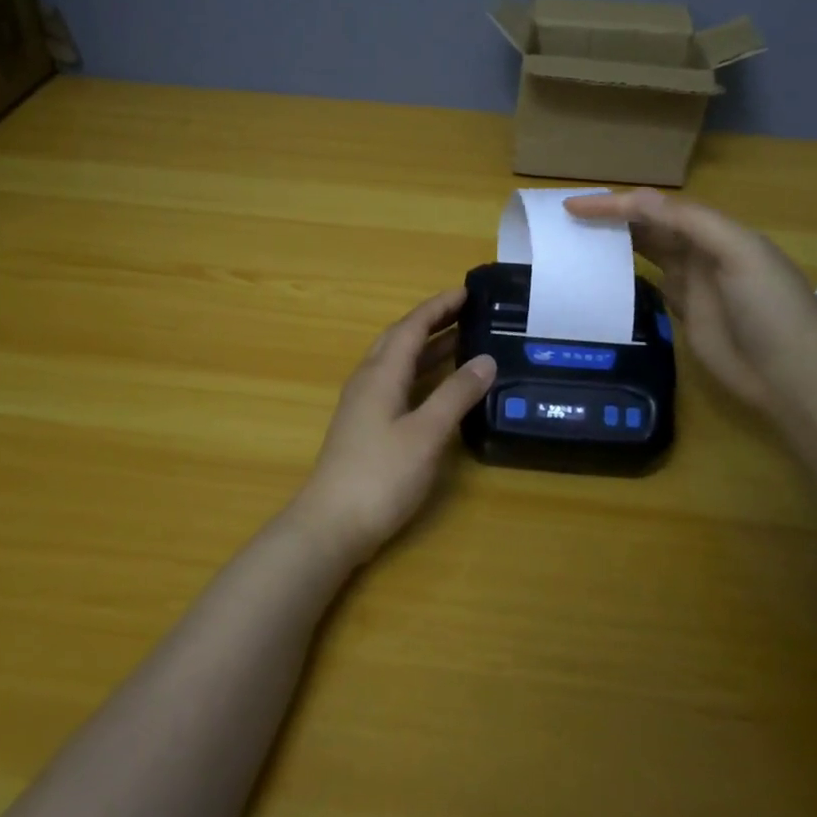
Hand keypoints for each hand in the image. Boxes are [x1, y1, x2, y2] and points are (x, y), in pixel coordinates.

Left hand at [289, 289, 496, 564]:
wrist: (331, 525)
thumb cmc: (380, 475)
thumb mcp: (426, 434)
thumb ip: (456, 394)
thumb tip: (486, 359)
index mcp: (381, 374)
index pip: (411, 327)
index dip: (438, 307)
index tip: (466, 291)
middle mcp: (368, 380)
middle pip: (400, 339)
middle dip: (432, 321)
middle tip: (467, 311)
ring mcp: (363, 404)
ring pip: (397, 362)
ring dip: (427, 347)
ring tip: (461, 340)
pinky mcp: (365, 426)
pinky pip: (396, 383)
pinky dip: (420, 373)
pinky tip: (437, 386)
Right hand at [565, 189, 816, 411]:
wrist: (793, 375)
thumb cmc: (770, 308)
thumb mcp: (739, 254)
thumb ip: (690, 223)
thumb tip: (637, 199)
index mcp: (716, 231)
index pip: (657, 208)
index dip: (616, 204)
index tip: (574, 208)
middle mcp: (701, 252)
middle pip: (649, 227)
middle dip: (612, 219)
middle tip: (568, 222)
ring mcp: (692, 285)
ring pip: (647, 254)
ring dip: (616, 244)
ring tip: (576, 242)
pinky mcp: (684, 315)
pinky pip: (649, 287)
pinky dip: (626, 277)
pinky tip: (602, 276)